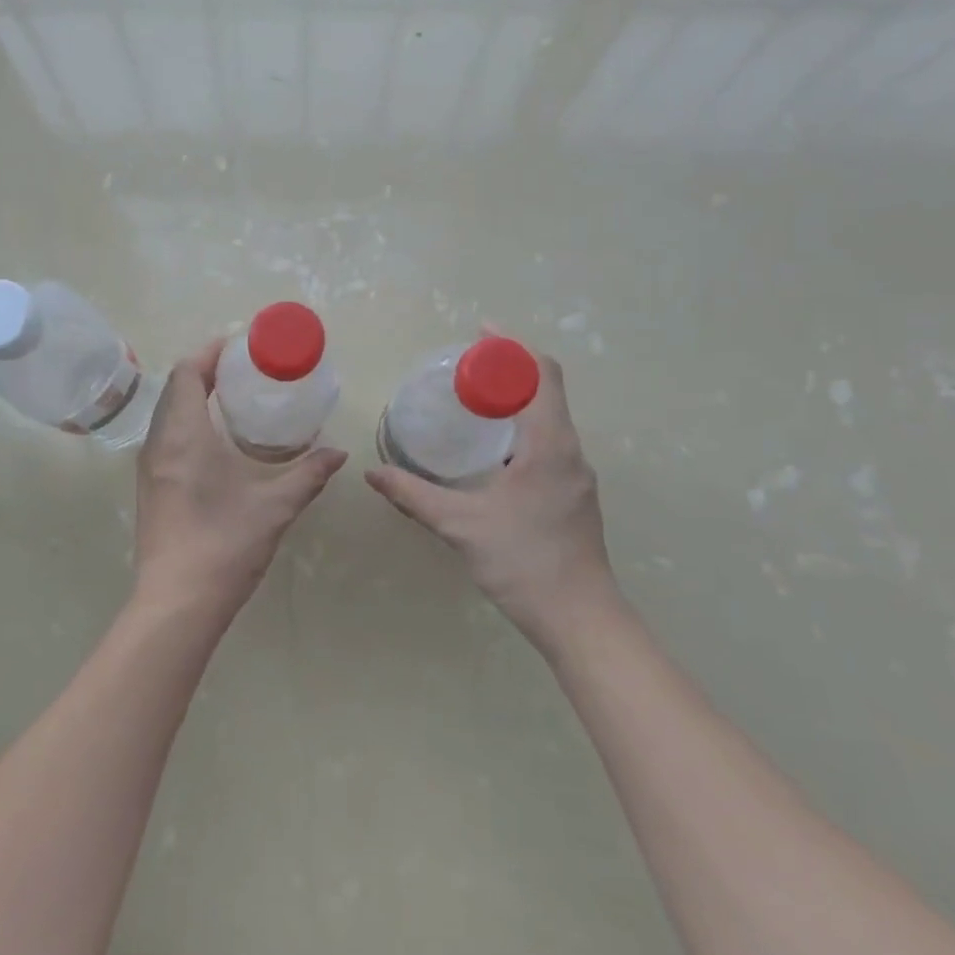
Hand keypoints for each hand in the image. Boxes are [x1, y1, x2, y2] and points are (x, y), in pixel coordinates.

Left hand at [134, 338, 348, 620]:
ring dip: (194, 396)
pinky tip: (216, 440)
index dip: (210, 352)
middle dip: (205, 370)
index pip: (187, 373)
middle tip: (244, 370)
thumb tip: (338, 453)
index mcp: (184, 435)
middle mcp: (159, 443)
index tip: (239, 346)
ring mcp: (149, 467)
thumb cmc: (224, 545)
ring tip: (232, 398)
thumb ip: (308, 474)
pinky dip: (187, 421)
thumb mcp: (275, 506)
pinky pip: (165, 436)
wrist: (177, 603)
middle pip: (175, 388)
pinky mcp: (150, 488)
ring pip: (167, 413)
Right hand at [365, 346, 614, 643]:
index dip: (512, 347)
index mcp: (550, 445)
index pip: (541, 374)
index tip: (479, 334)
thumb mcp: (461, 526)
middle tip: (464, 367)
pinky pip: (550, 441)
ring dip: (516, 399)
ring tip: (474, 400)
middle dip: (509, 369)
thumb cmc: (524, 563)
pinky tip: (492, 448)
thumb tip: (373, 472)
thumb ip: (414, 495)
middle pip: (546, 389)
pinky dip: (522, 426)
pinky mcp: (575, 493)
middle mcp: (570, 450)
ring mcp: (577, 473)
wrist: (581, 620)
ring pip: (549, 416)